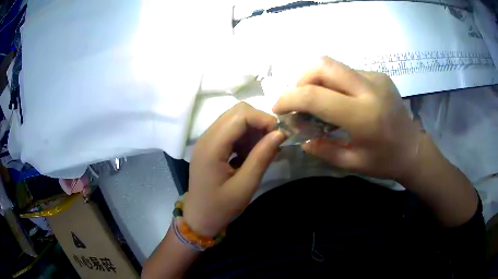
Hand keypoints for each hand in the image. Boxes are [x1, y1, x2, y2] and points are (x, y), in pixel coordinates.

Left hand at [183, 103, 285, 236]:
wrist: (199, 218)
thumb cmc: (220, 207)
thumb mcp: (245, 186)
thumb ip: (262, 157)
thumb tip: (280, 133)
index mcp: (212, 146)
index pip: (240, 115)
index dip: (263, 119)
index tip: (279, 135)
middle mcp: (207, 137)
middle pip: (237, 112)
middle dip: (259, 122)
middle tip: (272, 142)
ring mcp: (207, 140)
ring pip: (235, 119)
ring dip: (253, 130)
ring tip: (263, 151)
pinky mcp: (211, 146)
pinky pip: (231, 131)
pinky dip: (245, 137)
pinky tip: (251, 155)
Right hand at [273, 57, 421, 180]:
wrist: (413, 149)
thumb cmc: (385, 161)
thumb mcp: (351, 163)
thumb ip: (322, 149)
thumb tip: (299, 137)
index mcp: (363, 116)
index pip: (315, 95)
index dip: (290, 98)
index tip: (279, 108)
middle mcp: (369, 89)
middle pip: (323, 65)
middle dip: (301, 79)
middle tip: (298, 99)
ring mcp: (376, 78)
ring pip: (334, 65)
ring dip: (316, 79)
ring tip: (317, 100)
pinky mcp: (379, 75)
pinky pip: (347, 71)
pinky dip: (334, 82)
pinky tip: (339, 99)